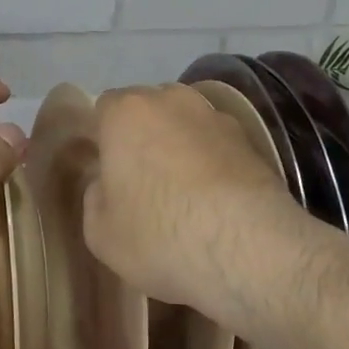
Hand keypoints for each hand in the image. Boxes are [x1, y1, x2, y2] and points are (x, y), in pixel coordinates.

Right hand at [81, 84, 300, 325]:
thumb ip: (96, 197)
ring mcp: (217, 117)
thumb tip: (107, 184)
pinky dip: (213, 163)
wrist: (247, 248)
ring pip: (187, 125)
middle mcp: (172, 100)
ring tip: (184, 192)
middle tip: (143, 180)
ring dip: (182, 147)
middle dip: (144, 136)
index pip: (105, 108)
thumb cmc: (160, 235)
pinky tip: (215, 200)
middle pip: (149, 110)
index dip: (104, 138)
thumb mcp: (100, 232)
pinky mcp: (253, 140)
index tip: (107, 169)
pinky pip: (218, 146)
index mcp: (127, 113)